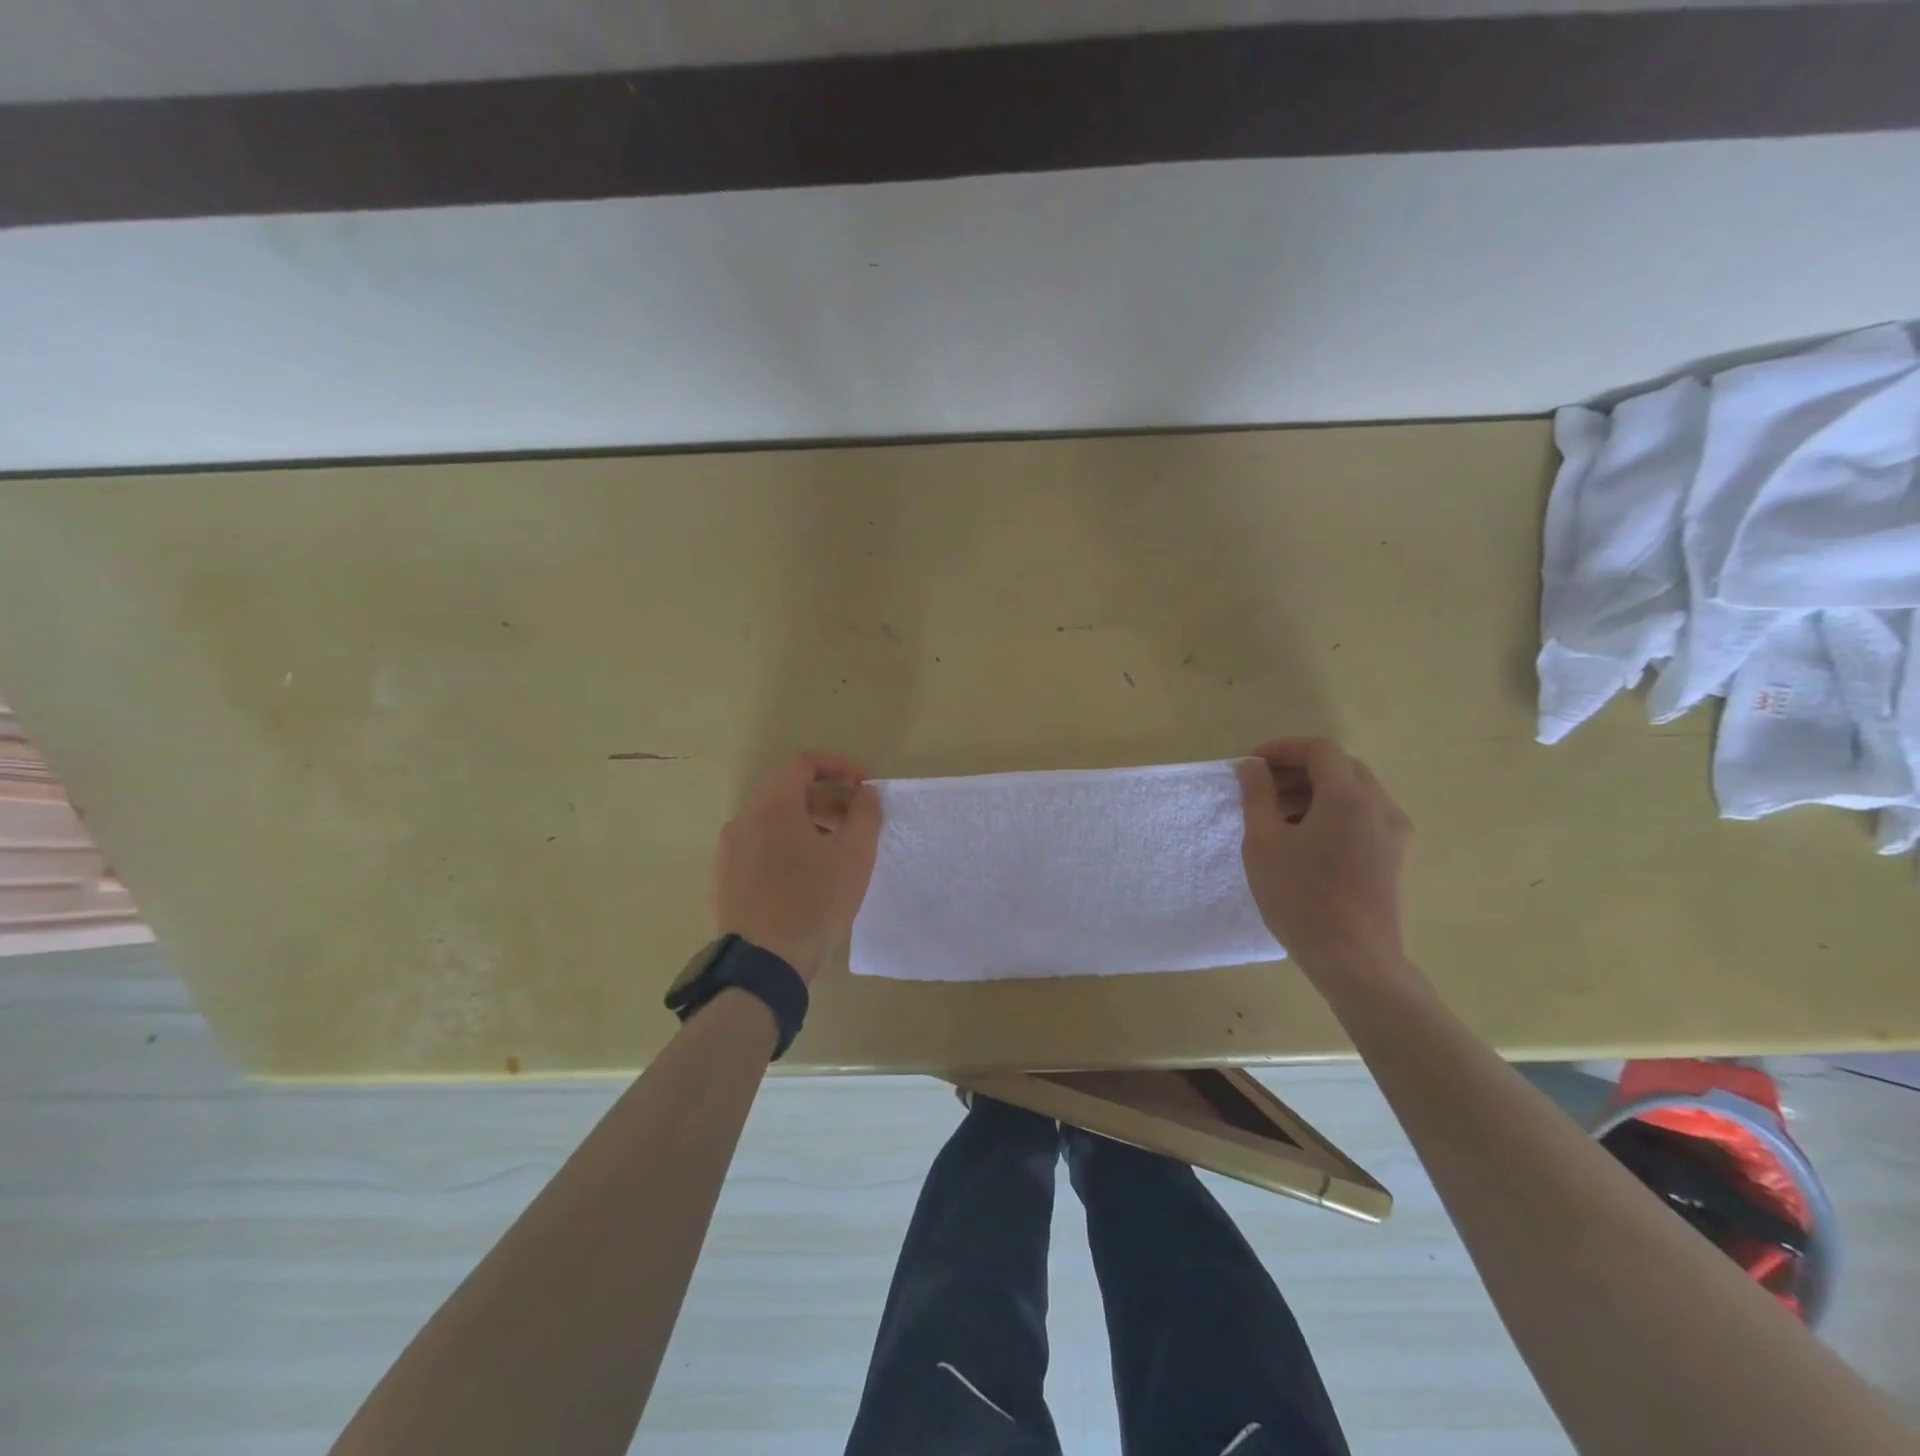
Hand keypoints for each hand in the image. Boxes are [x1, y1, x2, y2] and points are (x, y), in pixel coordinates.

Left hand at [710, 752, 881, 982]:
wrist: (763, 966)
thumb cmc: (814, 902)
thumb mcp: (855, 855)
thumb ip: (865, 813)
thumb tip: (864, 793)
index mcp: (772, 806)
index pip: (804, 763)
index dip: (839, 766)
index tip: (864, 786)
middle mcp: (742, 821)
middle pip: (788, 795)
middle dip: (827, 802)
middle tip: (855, 826)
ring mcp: (726, 854)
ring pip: (771, 826)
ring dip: (806, 829)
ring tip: (832, 859)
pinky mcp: (721, 884)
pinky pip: (757, 854)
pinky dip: (784, 854)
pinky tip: (802, 885)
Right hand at [1235, 737, 1413, 980]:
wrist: (1355, 960)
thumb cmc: (1301, 898)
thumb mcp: (1264, 843)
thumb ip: (1257, 796)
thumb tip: (1252, 767)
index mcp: (1349, 796)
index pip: (1319, 750)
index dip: (1283, 749)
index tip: (1253, 764)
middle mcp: (1380, 806)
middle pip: (1341, 768)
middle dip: (1299, 770)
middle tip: (1263, 789)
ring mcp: (1395, 832)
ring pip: (1355, 792)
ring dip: (1317, 792)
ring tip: (1280, 816)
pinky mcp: (1397, 857)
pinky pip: (1366, 816)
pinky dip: (1335, 812)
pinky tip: (1308, 840)